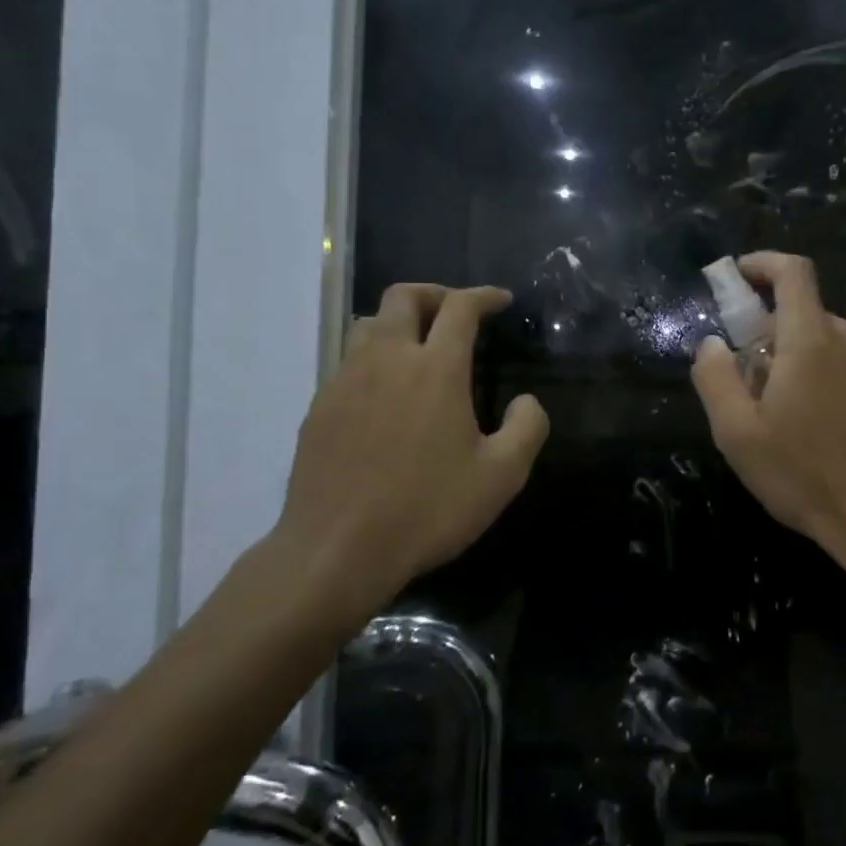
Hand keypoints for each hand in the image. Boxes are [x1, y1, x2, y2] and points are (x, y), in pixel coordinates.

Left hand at [268, 284, 548, 630]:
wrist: (336, 551)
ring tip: (419, 347)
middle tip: (456, 312)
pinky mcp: (318, 408)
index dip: (484, 296)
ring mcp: (345, 381)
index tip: (501, 300)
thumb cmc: (427, 509)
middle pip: (403, 297)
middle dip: (435, 294)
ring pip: (368, 324)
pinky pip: (348, 362)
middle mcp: (387, 360)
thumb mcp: (502, 476)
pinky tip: (386, 395)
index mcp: (436, 368)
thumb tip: (526, 401)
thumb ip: (527, 428)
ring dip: (399, 322)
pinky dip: (374, 359)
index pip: (460, 308)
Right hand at [690, 252, 845, 581]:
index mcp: (812, 339)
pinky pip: (842, 363)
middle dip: (765, 332)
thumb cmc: (806, 474)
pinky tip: (810, 427)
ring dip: (791, 358)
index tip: (735, 277)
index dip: (762, 263)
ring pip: (821, 341)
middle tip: (743, 380)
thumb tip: (711, 343)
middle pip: (801, 312)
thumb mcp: (739, 433)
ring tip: (775, 414)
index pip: (792, 272)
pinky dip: (817, 375)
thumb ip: (715, 378)